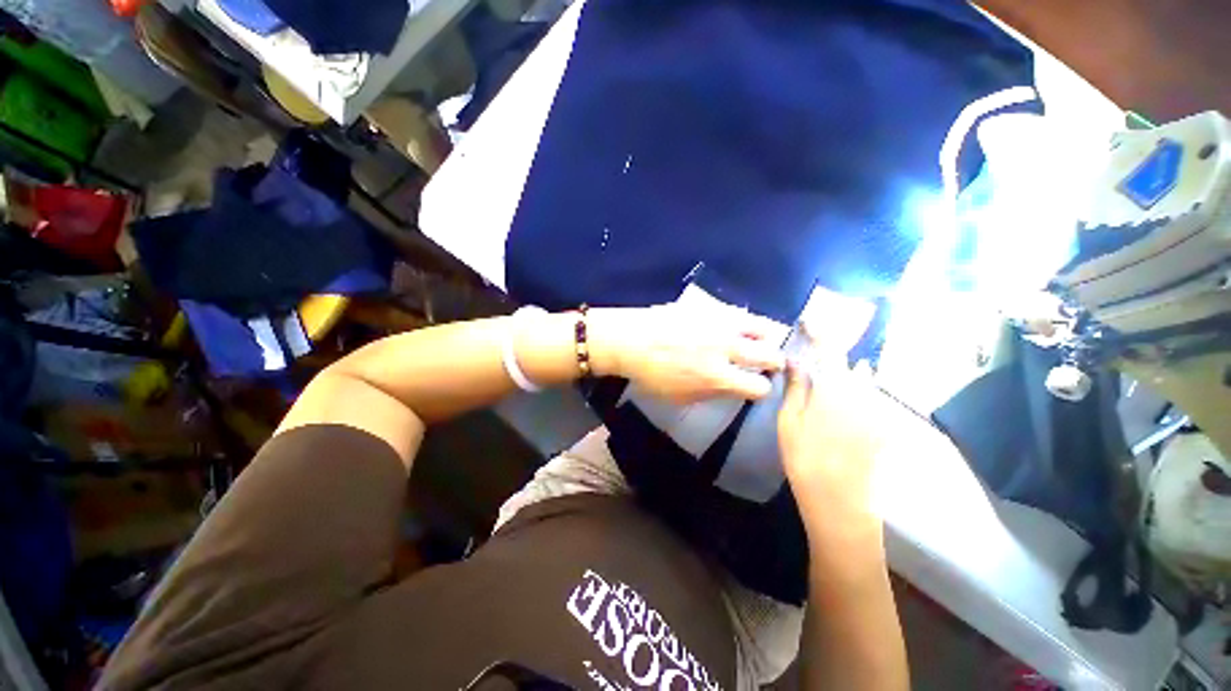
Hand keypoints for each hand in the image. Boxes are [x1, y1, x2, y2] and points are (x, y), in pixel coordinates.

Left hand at [589, 303, 785, 403]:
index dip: (760, 390)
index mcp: (717, 377)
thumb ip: (712, 393)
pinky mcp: (712, 306)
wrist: (631, 339)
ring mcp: (721, 323)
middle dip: (774, 363)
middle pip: (772, 355)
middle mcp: (727, 349)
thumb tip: (731, 388)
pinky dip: (743, 323)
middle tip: (766, 364)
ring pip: (763, 327)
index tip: (754, 387)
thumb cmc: (651, 374)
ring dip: (764, 338)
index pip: (760, 387)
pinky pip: (740, 313)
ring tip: (754, 341)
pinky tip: (733, 327)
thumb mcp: (680, 396)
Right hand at [777, 348, 885, 544]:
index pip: (830, 349)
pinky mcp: (883, 426)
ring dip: (845, 371)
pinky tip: (841, 400)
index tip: (809, 321)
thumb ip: (797, 387)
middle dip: (833, 352)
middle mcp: (862, 393)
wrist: (840, 501)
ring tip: (826, 375)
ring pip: (863, 378)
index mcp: (835, 389)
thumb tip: (797, 361)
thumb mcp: (790, 421)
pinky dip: (856, 389)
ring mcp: (876, 410)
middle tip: (813, 354)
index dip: (820, 331)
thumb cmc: (805, 458)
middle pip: (850, 361)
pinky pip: (870, 396)